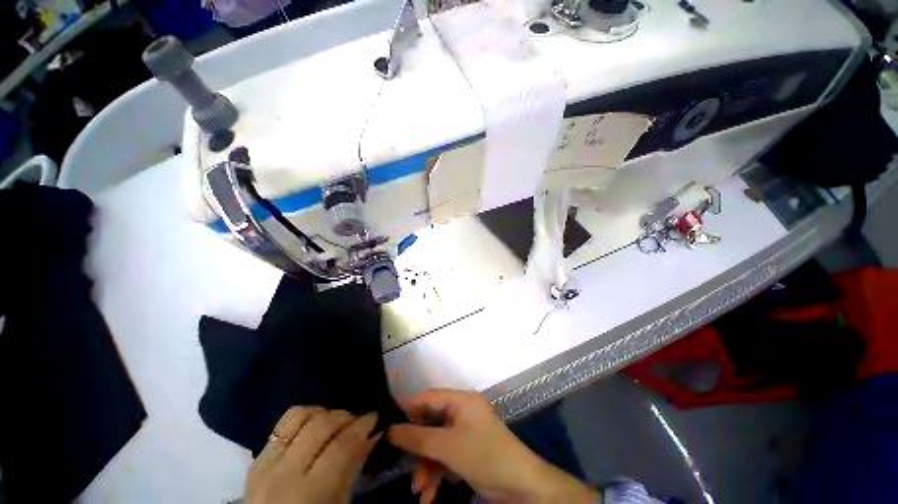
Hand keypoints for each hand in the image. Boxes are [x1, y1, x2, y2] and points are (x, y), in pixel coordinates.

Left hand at [246, 407, 380, 503]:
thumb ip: (353, 467)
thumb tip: (372, 434)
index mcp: (310, 492)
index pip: (342, 446)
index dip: (362, 426)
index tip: (374, 417)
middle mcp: (285, 473)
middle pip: (321, 425)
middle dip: (345, 416)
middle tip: (357, 420)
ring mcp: (267, 462)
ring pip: (299, 415)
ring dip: (323, 413)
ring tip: (334, 421)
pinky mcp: (257, 457)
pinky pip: (282, 423)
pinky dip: (303, 417)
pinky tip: (313, 425)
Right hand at [387, 390, 598, 503]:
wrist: (520, 485)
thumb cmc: (484, 455)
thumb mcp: (448, 447)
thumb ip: (417, 438)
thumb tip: (390, 429)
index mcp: (461, 400)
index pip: (428, 397)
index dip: (407, 407)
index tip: (386, 421)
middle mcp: (462, 411)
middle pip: (430, 423)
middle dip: (417, 447)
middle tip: (401, 462)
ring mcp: (465, 431)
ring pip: (436, 443)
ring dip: (426, 467)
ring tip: (418, 490)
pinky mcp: (468, 450)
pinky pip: (446, 456)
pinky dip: (437, 474)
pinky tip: (429, 495)